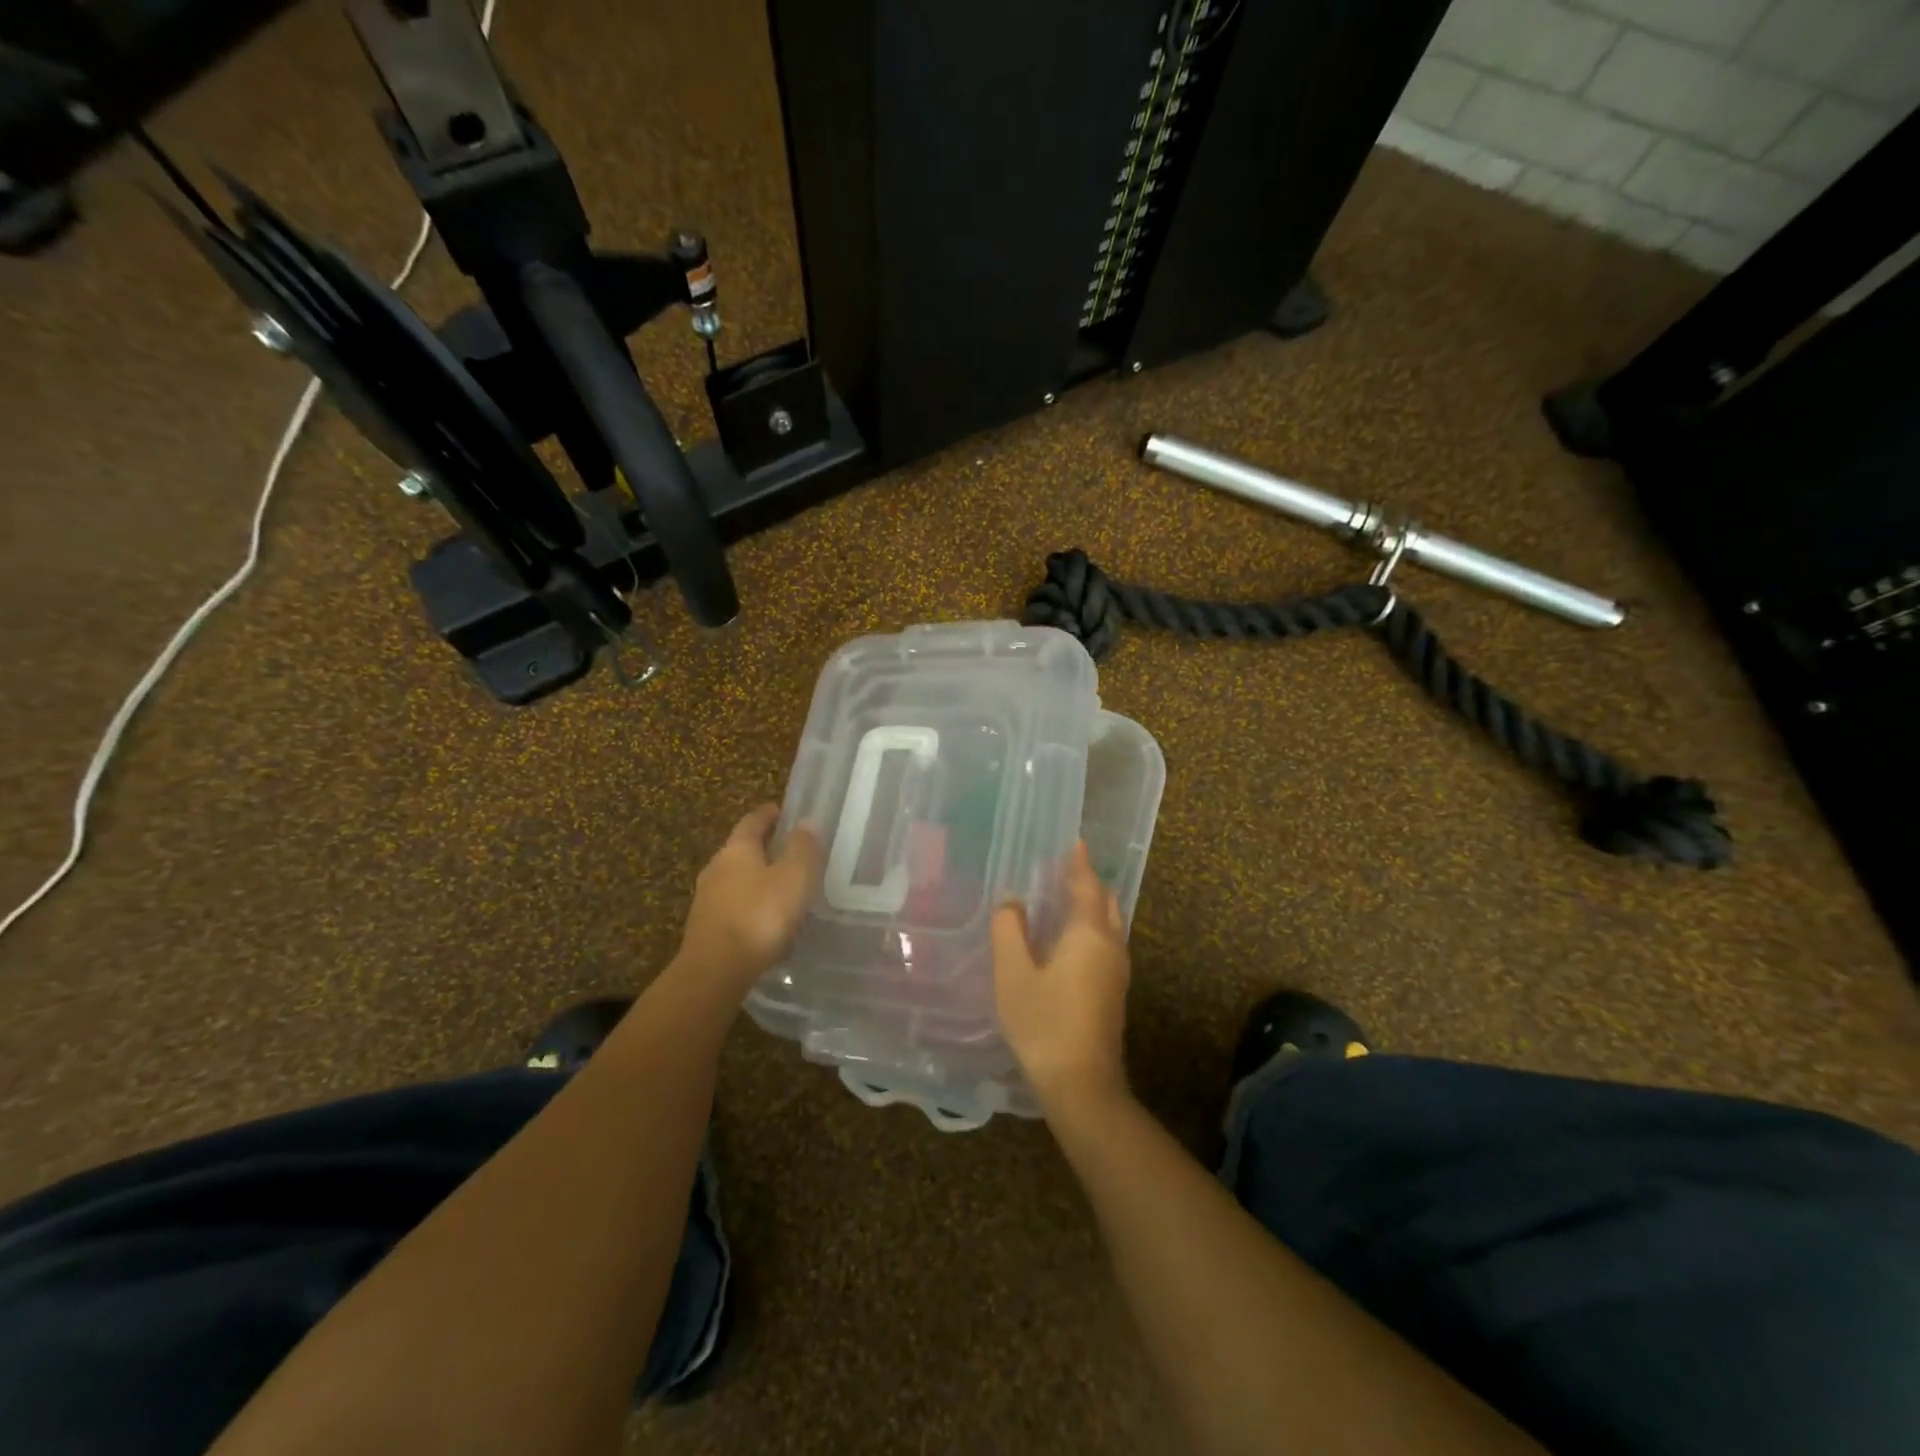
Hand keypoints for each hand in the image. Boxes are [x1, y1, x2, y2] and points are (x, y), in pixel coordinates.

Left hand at [677, 804, 822, 990]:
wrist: (716, 970)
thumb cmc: (760, 914)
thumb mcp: (794, 877)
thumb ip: (802, 848)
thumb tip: (806, 821)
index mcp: (737, 849)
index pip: (752, 821)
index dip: (769, 814)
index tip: (783, 810)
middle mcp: (716, 867)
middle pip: (741, 849)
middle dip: (763, 847)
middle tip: (788, 850)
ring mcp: (707, 899)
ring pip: (735, 879)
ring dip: (756, 879)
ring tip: (781, 887)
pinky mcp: (706, 928)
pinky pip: (733, 907)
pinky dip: (750, 905)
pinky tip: (766, 920)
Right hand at [991, 841, 1131, 1114]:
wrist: (1082, 1084)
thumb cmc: (1044, 1023)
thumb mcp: (1014, 974)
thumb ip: (1009, 931)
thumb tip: (1011, 902)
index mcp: (1089, 934)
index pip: (1087, 886)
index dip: (1079, 864)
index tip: (1076, 842)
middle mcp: (1110, 947)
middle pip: (1106, 903)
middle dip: (1089, 883)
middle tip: (1066, 869)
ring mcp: (1117, 972)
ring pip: (1110, 926)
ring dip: (1092, 907)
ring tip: (1066, 899)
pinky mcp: (1114, 994)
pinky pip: (1106, 944)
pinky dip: (1092, 929)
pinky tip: (1071, 941)